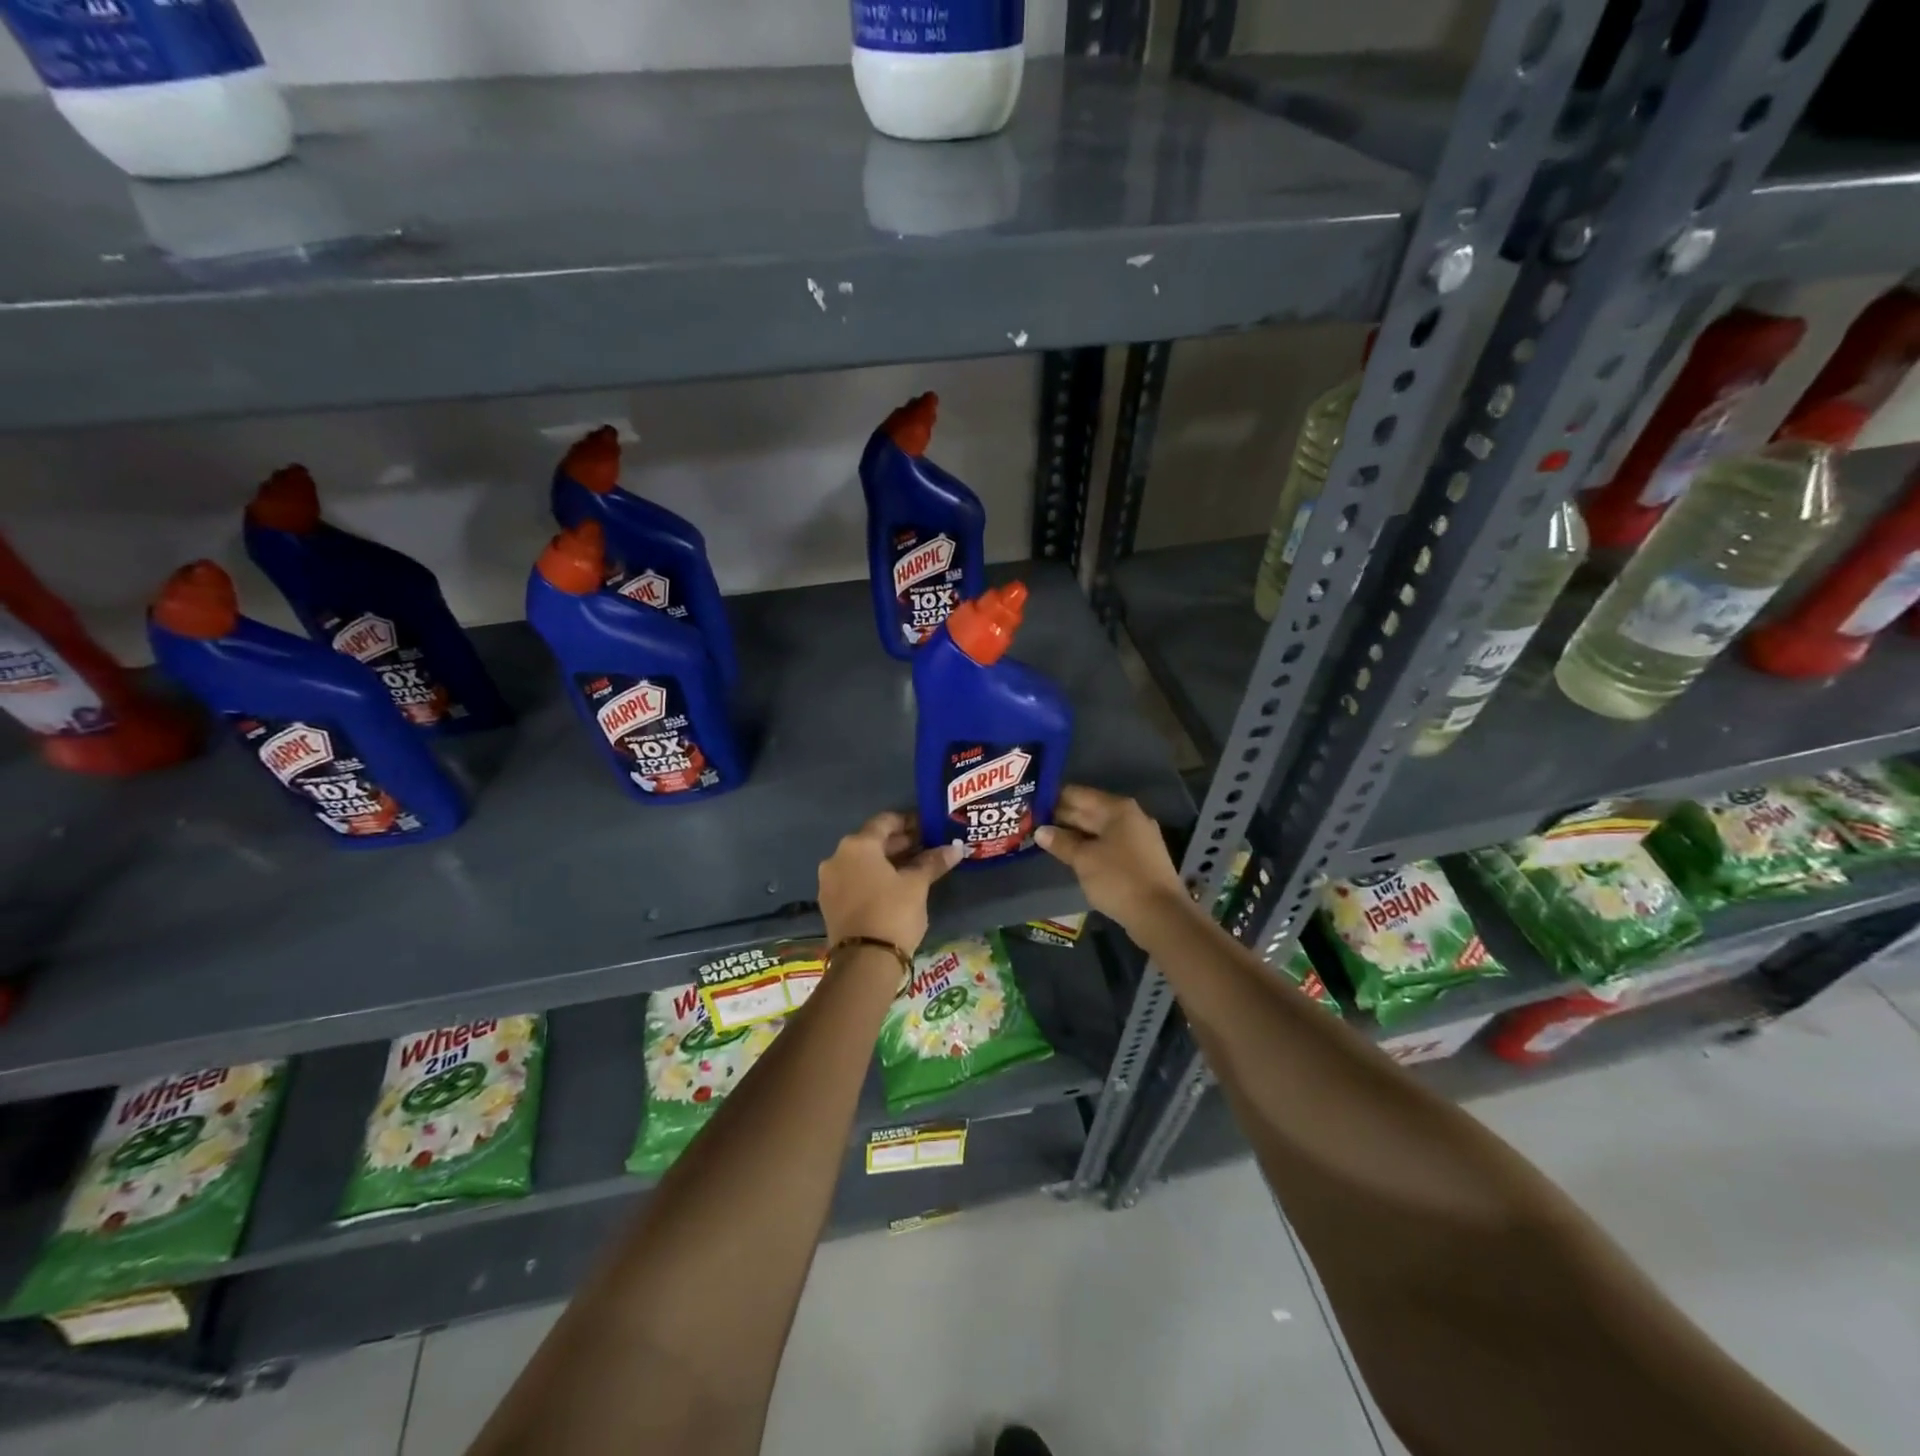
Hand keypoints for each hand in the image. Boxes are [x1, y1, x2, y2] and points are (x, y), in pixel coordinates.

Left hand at [817, 812, 963, 953]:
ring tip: (915, 868)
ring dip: (887, 862)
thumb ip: (933, 862)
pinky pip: (854, 880)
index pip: (885, 821)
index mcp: (857, 845)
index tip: (928, 827)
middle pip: (872, 841)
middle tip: (926, 848)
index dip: (909, 822)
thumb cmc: (893, 912)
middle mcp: (837, 857)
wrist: (864, 962)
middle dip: (900, 843)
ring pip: (863, 862)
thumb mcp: (917, 885)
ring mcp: (829, 881)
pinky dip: (874, 878)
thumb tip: (956, 848)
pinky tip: (895, 887)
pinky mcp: (830, 903)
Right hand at [1035, 786, 1186, 936]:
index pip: (1078, 794)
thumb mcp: (1083, 860)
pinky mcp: (1140, 858)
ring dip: (1074, 835)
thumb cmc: (1119, 879)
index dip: (1053, 799)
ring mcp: (1137, 838)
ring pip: (1098, 830)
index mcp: (1117, 809)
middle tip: (1032, 824)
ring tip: (1046, 841)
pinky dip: (1090, 848)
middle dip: (1062, 818)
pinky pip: (1108, 845)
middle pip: (1089, 810)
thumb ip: (1061, 842)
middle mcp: (1129, 817)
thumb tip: (1040, 831)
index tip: (1030, 807)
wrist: (1161, 915)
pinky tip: (1072, 856)